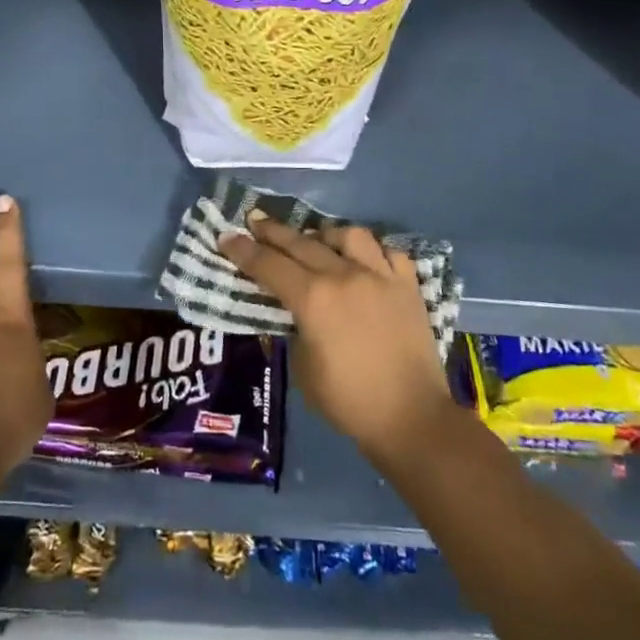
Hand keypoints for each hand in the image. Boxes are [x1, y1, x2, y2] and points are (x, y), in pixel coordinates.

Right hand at [220, 212, 454, 468]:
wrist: (412, 418)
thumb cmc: (349, 402)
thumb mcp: (304, 369)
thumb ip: (296, 329)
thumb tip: (298, 312)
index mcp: (313, 298)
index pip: (269, 265)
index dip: (244, 251)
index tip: (226, 236)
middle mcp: (344, 275)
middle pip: (301, 243)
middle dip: (273, 231)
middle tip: (255, 220)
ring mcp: (380, 275)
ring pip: (348, 234)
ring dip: (326, 234)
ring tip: (316, 241)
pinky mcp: (408, 285)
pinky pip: (388, 252)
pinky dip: (372, 252)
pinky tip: (365, 261)